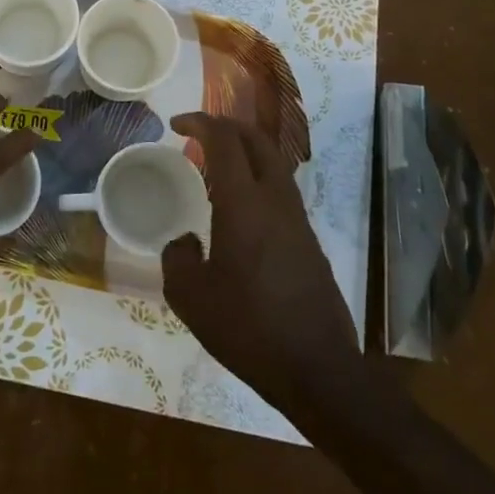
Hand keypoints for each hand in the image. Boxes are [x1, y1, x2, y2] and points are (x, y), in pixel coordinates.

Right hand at [163, 112, 359, 409]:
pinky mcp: (309, 242)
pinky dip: (257, 178)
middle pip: (257, 141)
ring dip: (245, 151)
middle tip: (198, 133)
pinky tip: (239, 208)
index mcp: (244, 205)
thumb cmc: (248, 329)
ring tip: (215, 166)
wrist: (318, 371)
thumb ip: (177, 258)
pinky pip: (281, 190)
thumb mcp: (190, 297)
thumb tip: (185, 241)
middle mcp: (276, 201)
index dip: (200, 122)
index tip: (176, 124)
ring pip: (275, 164)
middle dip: (226, 126)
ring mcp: (298, 221)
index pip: (224, 140)